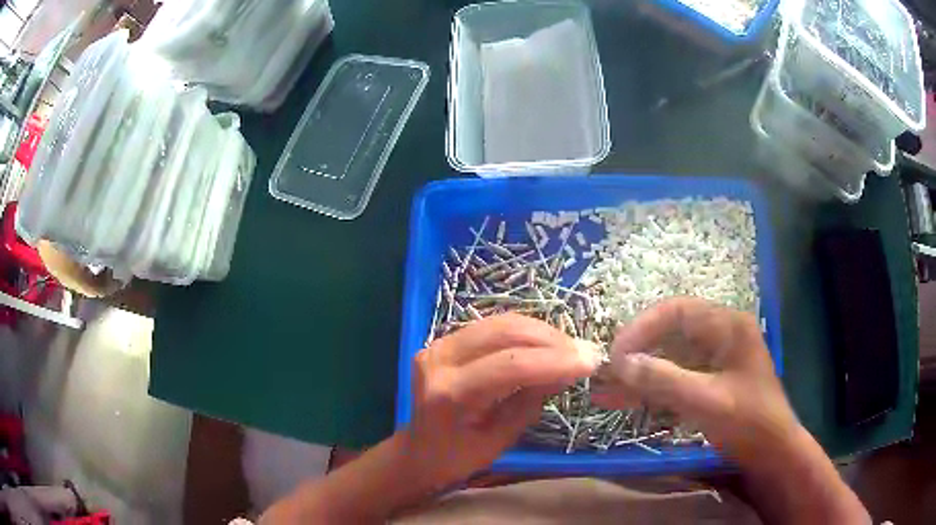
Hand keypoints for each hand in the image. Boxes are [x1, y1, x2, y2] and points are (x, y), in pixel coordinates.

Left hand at [403, 313, 600, 489]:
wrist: (419, 450)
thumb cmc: (457, 457)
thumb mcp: (500, 440)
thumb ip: (530, 401)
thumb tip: (565, 370)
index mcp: (449, 394)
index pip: (509, 366)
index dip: (554, 361)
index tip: (589, 362)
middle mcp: (439, 360)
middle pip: (504, 333)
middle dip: (551, 340)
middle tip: (583, 352)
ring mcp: (438, 345)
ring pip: (500, 322)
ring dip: (541, 332)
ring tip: (569, 348)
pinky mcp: (444, 340)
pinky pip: (491, 327)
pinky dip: (523, 332)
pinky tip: (545, 344)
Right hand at [592, 297, 797, 463]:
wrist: (771, 453)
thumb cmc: (750, 421)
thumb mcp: (708, 401)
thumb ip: (665, 380)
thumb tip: (621, 363)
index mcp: (727, 326)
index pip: (677, 312)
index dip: (643, 327)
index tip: (616, 353)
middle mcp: (718, 336)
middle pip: (669, 334)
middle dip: (636, 353)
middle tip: (605, 373)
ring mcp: (712, 361)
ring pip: (667, 359)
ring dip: (637, 375)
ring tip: (603, 390)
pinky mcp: (706, 383)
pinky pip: (672, 379)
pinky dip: (649, 390)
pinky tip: (621, 401)